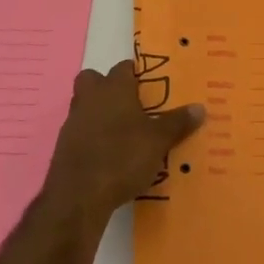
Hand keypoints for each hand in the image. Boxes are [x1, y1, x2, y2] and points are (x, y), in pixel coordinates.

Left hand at [44, 61, 205, 217]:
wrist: (78, 196)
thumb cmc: (122, 157)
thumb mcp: (158, 141)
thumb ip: (178, 123)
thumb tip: (200, 107)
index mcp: (114, 88)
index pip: (123, 68)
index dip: (136, 74)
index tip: (150, 87)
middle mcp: (90, 98)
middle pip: (93, 80)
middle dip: (107, 87)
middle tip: (130, 105)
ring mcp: (73, 121)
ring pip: (85, 105)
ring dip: (99, 113)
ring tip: (123, 134)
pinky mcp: (63, 146)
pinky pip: (80, 132)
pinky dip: (91, 137)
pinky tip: (108, 155)